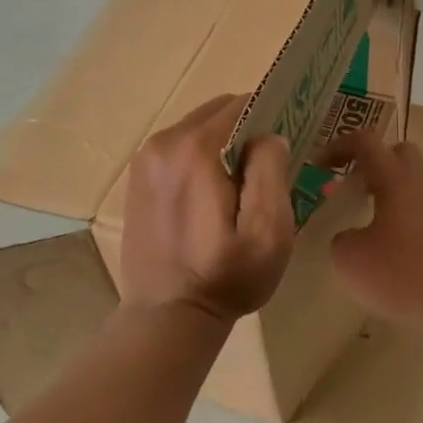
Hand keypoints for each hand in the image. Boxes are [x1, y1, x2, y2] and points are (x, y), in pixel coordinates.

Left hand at [120, 93, 294, 325]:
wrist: (168, 317)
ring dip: (223, 147)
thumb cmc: (226, 276)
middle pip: (216, 114)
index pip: (241, 104)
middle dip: (246, 132)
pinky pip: (178, 151)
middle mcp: (162, 143)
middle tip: (266, 170)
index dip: (270, 118)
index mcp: (194, 148)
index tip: (285, 146)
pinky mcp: (137, 181)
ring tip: (241, 188)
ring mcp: (144, 161)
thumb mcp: (268, 228)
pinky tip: (212, 198)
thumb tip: (268, 137)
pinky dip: (200, 161)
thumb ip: (271, 169)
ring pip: (197, 131)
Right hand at [326, 130, 422, 332]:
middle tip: (354, 188)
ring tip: (379, 208)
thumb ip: (341, 238)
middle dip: (373, 162)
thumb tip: (350, 236)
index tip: (320, 168)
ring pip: (422, 173)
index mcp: (395, 177)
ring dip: (398, 181)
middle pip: (400, 151)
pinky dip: (413, 209)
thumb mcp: (350, 259)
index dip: (338, 147)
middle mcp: (422, 181)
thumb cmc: (401, 273)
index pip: (365, 141)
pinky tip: (399, 237)